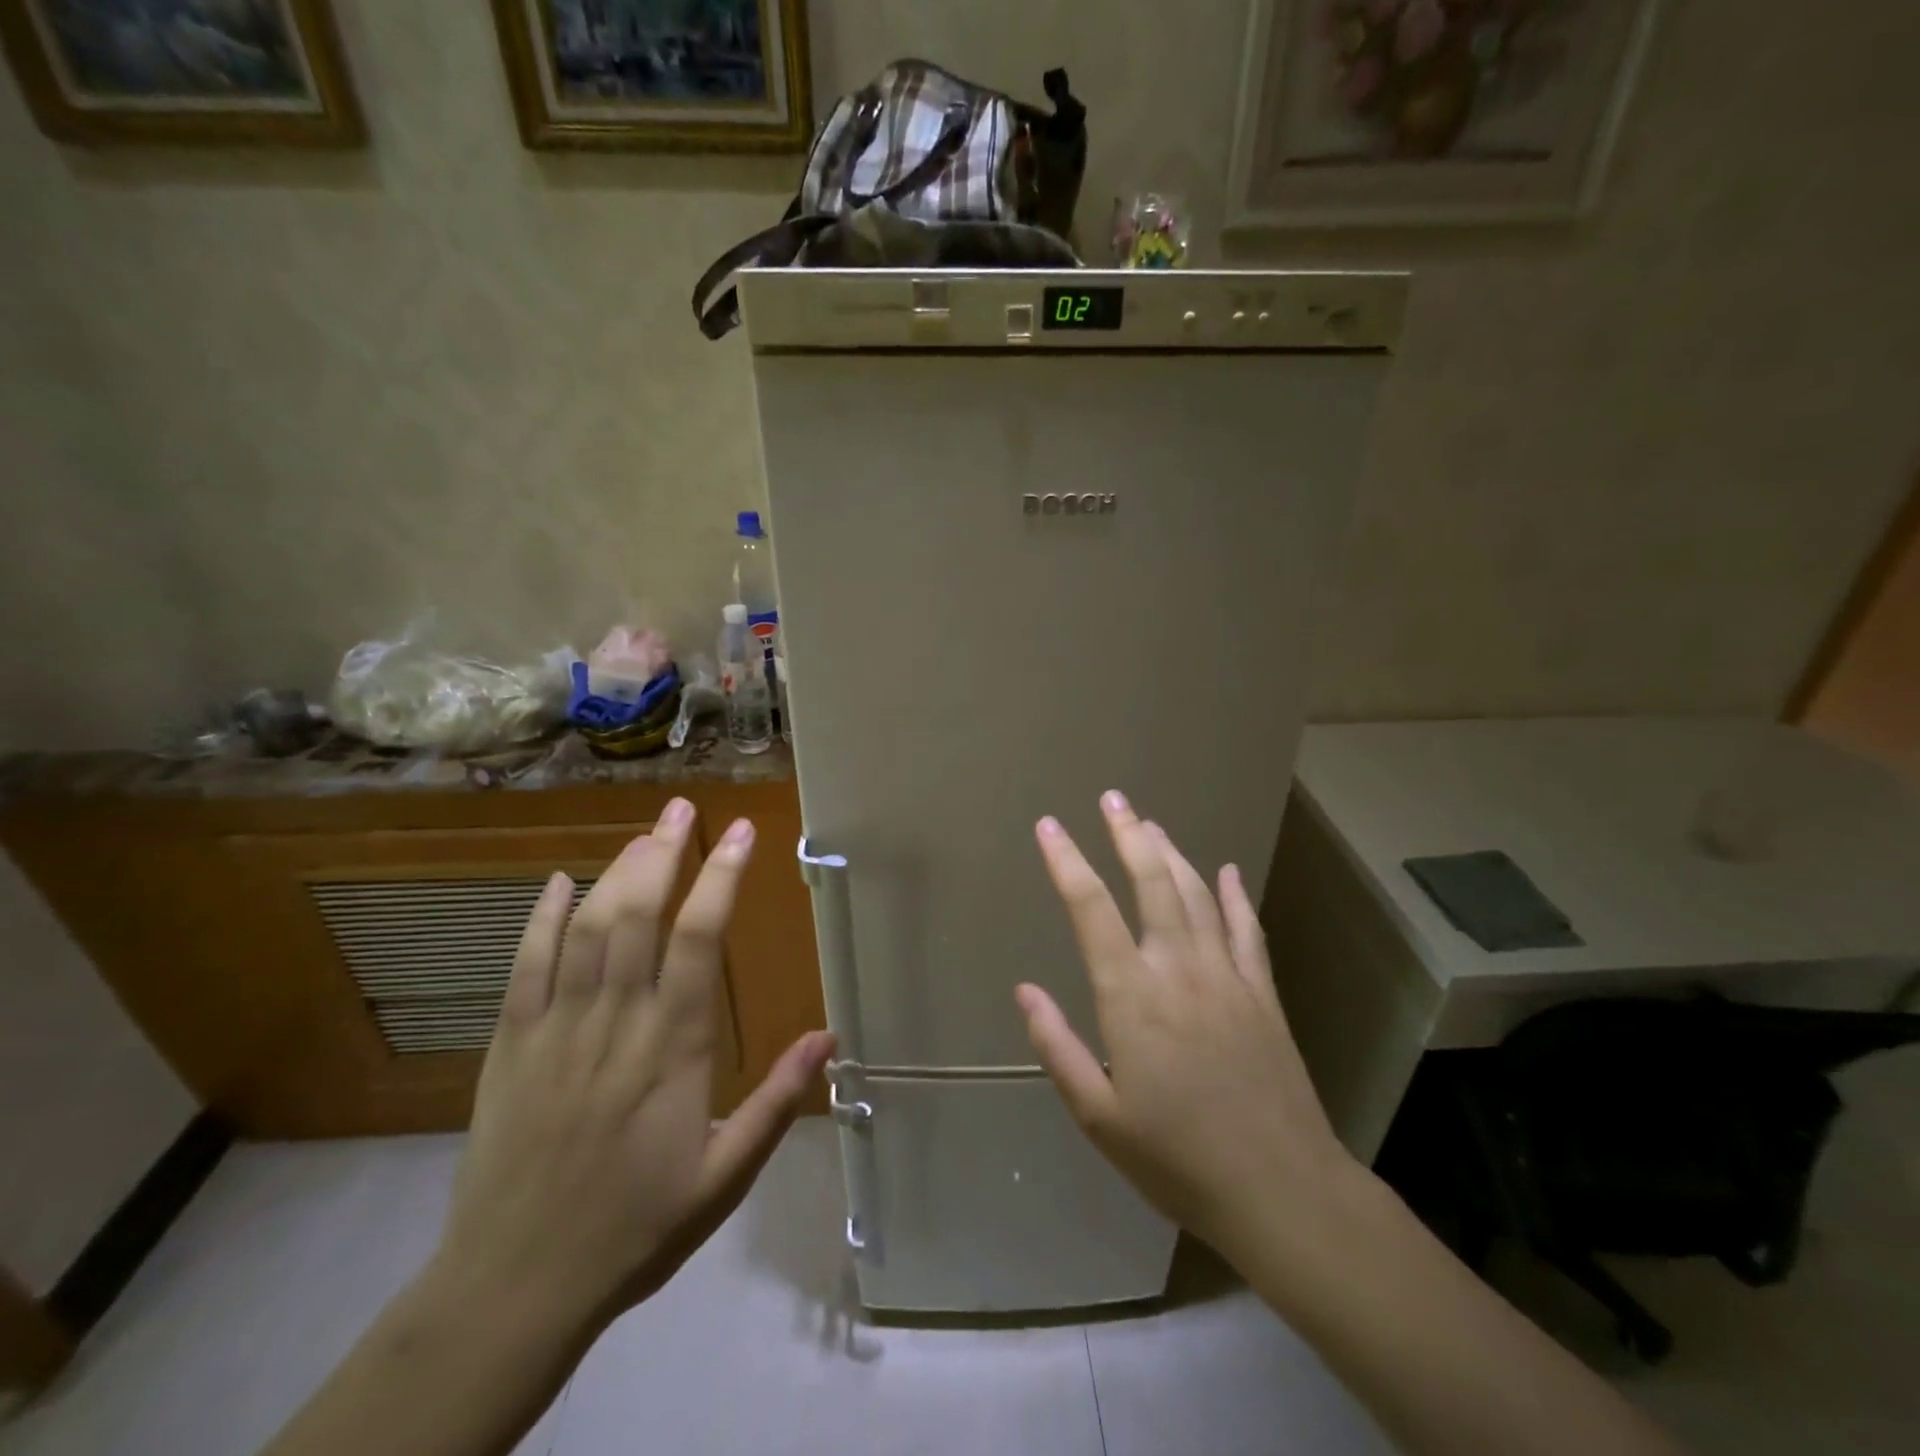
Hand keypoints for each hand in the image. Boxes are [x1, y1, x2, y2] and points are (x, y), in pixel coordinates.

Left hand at [435, 800, 834, 1334]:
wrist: (516, 1286)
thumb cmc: (636, 1226)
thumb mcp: (725, 1174)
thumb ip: (777, 1102)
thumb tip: (829, 1039)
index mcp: (674, 1046)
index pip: (700, 938)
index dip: (721, 877)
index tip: (740, 834)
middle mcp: (616, 1020)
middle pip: (639, 914)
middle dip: (664, 852)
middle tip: (683, 808)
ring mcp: (556, 1027)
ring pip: (587, 927)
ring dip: (616, 871)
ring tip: (644, 833)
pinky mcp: (509, 1044)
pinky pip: (526, 965)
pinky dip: (542, 917)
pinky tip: (559, 882)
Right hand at [1016, 790, 1361, 1269]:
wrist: (1282, 1191)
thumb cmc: (1177, 1158)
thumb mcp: (1098, 1115)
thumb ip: (1057, 1046)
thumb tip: (1024, 989)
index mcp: (1132, 996)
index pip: (1091, 909)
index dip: (1066, 861)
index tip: (1049, 826)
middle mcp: (1179, 969)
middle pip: (1152, 883)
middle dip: (1127, 834)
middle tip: (1112, 798)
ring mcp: (1227, 976)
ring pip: (1198, 895)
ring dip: (1172, 853)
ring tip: (1150, 823)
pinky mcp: (1263, 993)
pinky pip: (1247, 929)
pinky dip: (1235, 895)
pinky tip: (1228, 871)